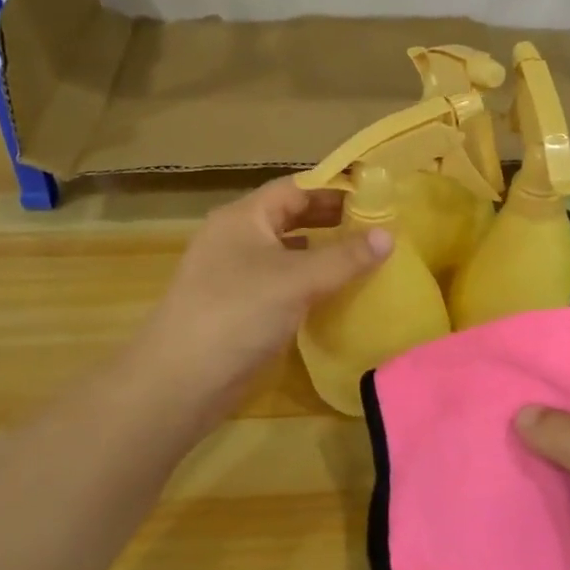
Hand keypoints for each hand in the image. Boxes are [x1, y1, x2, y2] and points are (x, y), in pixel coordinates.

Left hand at [127, 177, 390, 434]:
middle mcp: (236, 238)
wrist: (181, 381)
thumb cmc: (238, 313)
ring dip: (322, 254)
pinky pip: (281, 284)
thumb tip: (389, 234)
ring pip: (286, 253)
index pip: (295, 188)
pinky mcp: (238, 308)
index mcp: (244, 217)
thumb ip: (346, 256)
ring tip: (364, 259)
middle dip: (331, 222)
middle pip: (290, 218)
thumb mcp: (298, 279)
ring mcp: (234, 274)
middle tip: (376, 229)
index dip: (334, 190)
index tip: (375, 197)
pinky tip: (335, 295)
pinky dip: (308, 284)